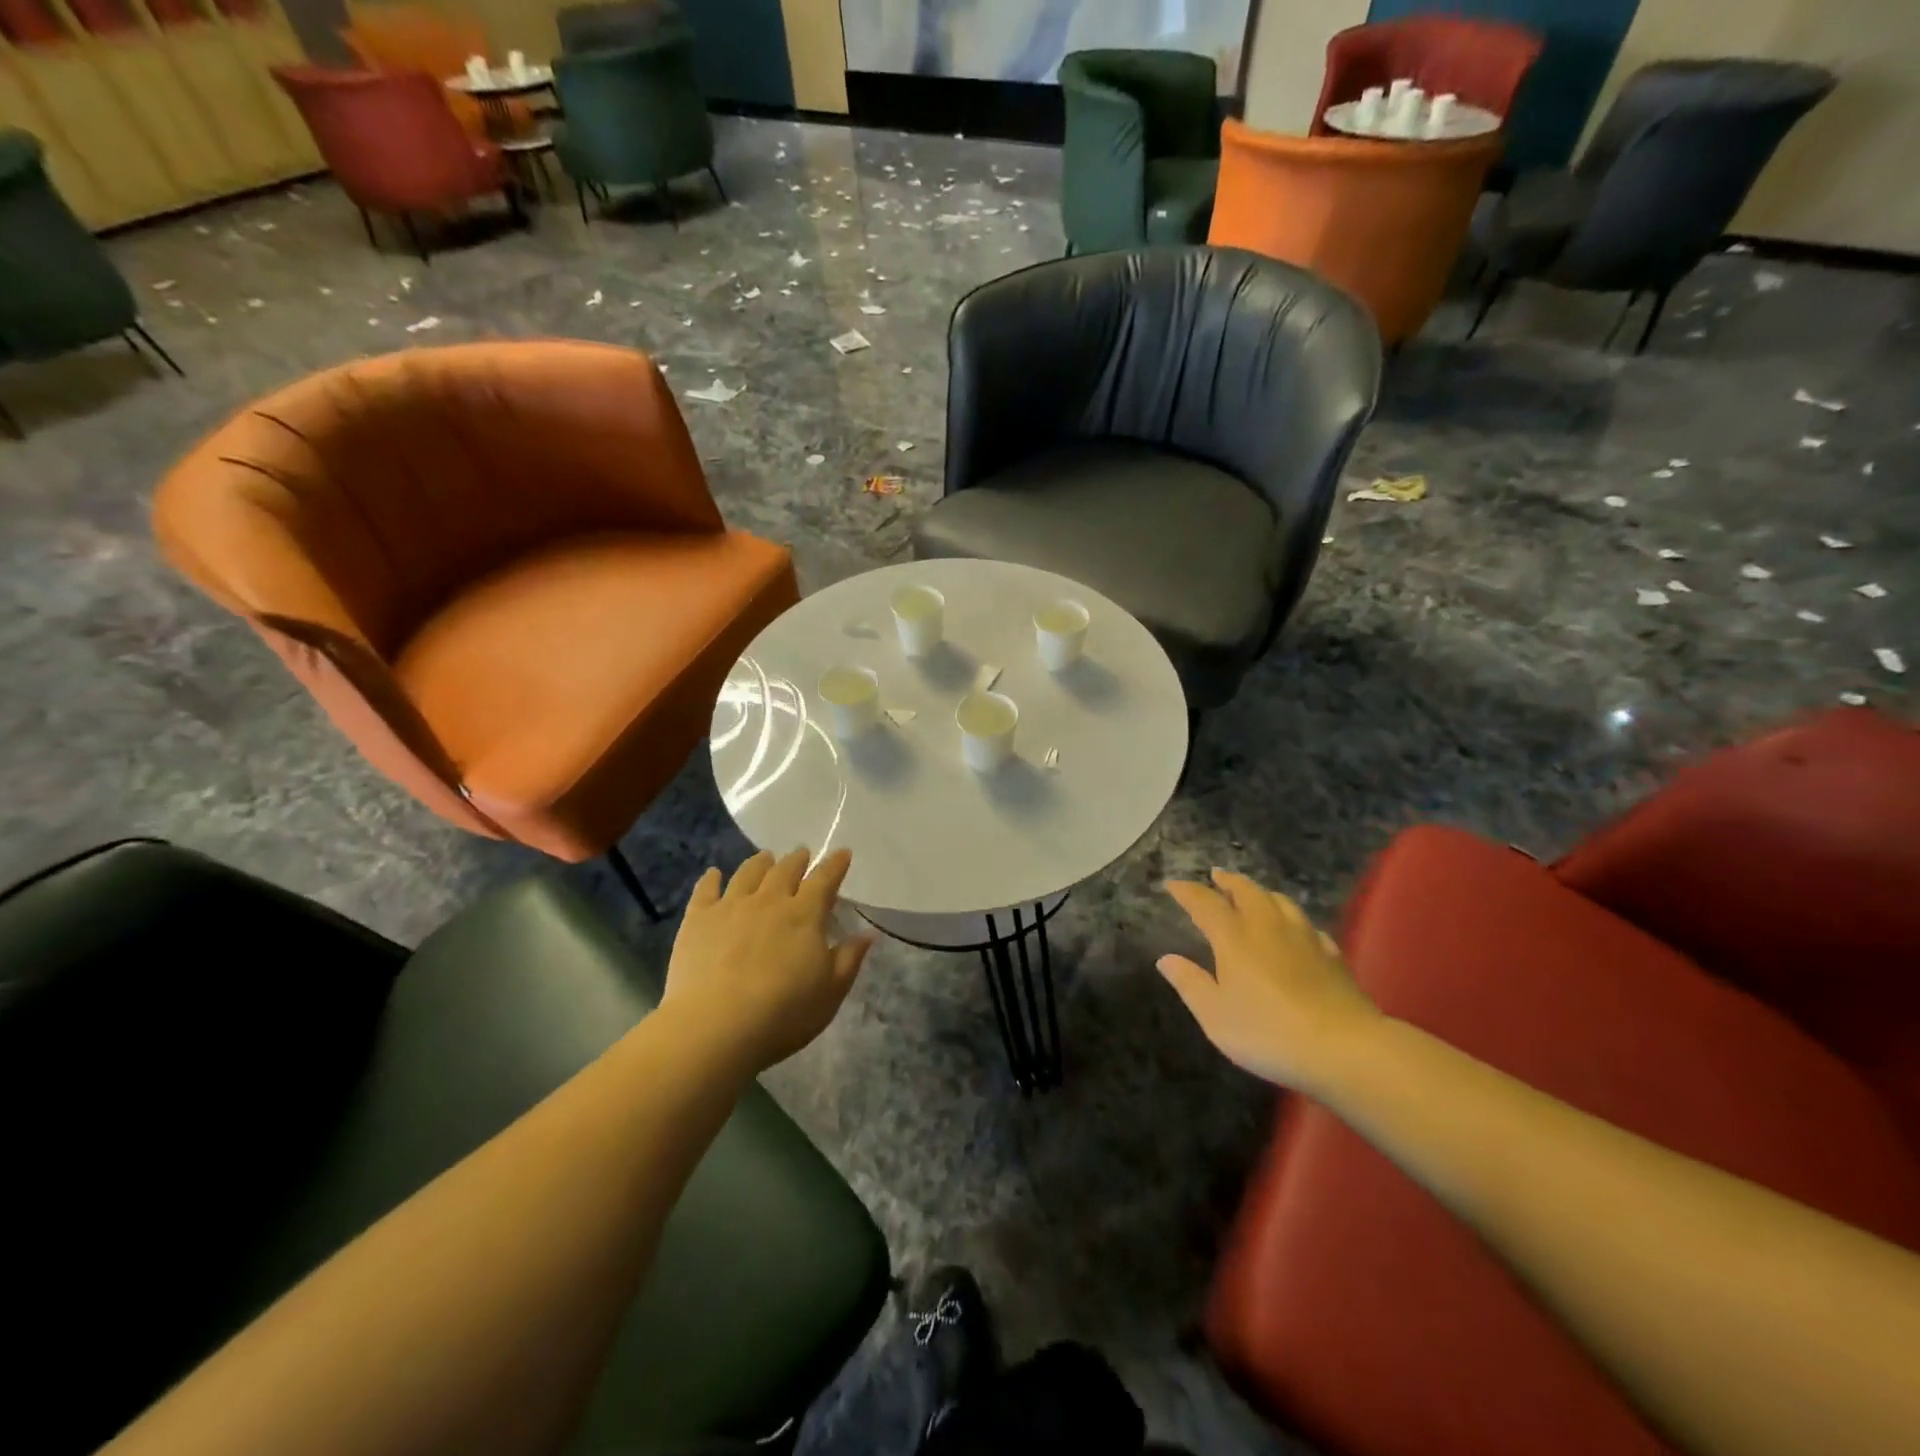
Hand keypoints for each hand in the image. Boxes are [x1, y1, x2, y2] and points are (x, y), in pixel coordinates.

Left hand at [664, 848, 873, 1072]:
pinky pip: (705, 890)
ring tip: (765, 857)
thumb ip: (849, 959)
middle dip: (797, 860)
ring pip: (748, 873)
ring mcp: (730, 907)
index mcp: (805, 915)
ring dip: (760, 863)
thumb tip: (867, 933)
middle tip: (802, 854)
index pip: (824, 880)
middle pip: (785, 870)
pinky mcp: (698, 920)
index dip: (835, 865)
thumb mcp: (830, 992)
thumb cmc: (783, 1013)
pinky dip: (711, 878)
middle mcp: (769, 901)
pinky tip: (713, 874)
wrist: (715, 1027)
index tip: (842, 853)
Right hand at [1159, 869, 1382, 1091]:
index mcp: (1234, 937)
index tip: (1173, 884)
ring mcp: (1304, 938)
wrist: (1345, 1048)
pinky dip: (1293, 920)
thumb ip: (1190, 983)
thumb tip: (1166, 958)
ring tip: (1253, 894)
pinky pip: (1307, 926)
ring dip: (1261, 892)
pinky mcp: (1332, 955)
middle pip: (1247, 891)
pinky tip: (1296, 930)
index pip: (1205, 903)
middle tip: (1216, 875)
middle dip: (1229, 881)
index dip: (1187, 892)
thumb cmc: (1268, 1032)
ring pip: (1280, 901)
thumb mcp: (1215, 1015)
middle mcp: (1267, 927)